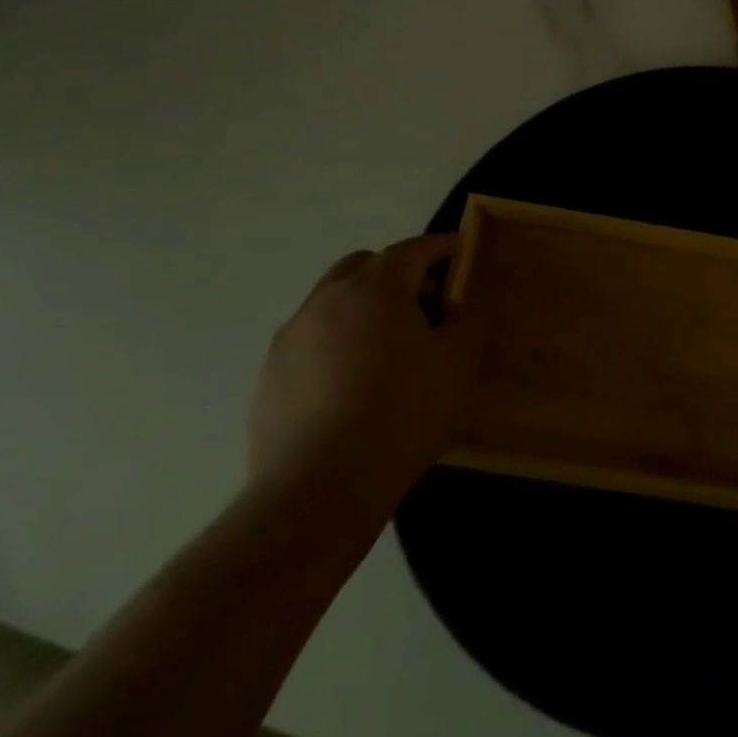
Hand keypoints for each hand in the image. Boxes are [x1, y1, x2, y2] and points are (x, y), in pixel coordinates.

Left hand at [248, 234, 482, 531]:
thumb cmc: (402, 413)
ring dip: (363, 308)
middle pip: (365, 266)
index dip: (442, 247)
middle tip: (424, 302)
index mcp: (376, 287)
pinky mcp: (270, 376)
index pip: (414, 249)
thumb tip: (459, 307)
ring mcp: (292, 337)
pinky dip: (337, 343)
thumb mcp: (458, 362)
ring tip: (388, 347)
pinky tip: (353, 384)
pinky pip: (312, 341)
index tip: (461, 251)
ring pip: (333, 302)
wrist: (319, 489)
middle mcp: (327, 299)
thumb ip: (467, 320)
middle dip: (397, 272)